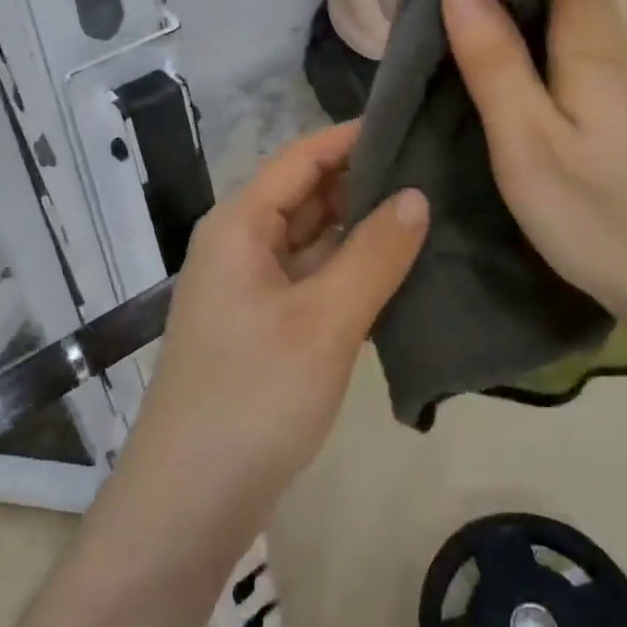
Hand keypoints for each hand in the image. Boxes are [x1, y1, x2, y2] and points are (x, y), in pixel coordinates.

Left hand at [118, 122, 427, 537]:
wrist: (190, 503)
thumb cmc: (253, 397)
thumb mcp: (323, 321)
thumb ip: (373, 254)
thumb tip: (417, 195)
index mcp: (240, 224)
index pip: (301, 157)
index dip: (353, 137)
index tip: (413, 123)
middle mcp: (241, 244)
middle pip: (307, 194)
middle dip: (364, 179)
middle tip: (436, 167)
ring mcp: (252, 287)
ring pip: (313, 238)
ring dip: (361, 226)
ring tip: (431, 207)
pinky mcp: (266, 325)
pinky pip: (314, 277)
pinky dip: (351, 268)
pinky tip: (400, 268)